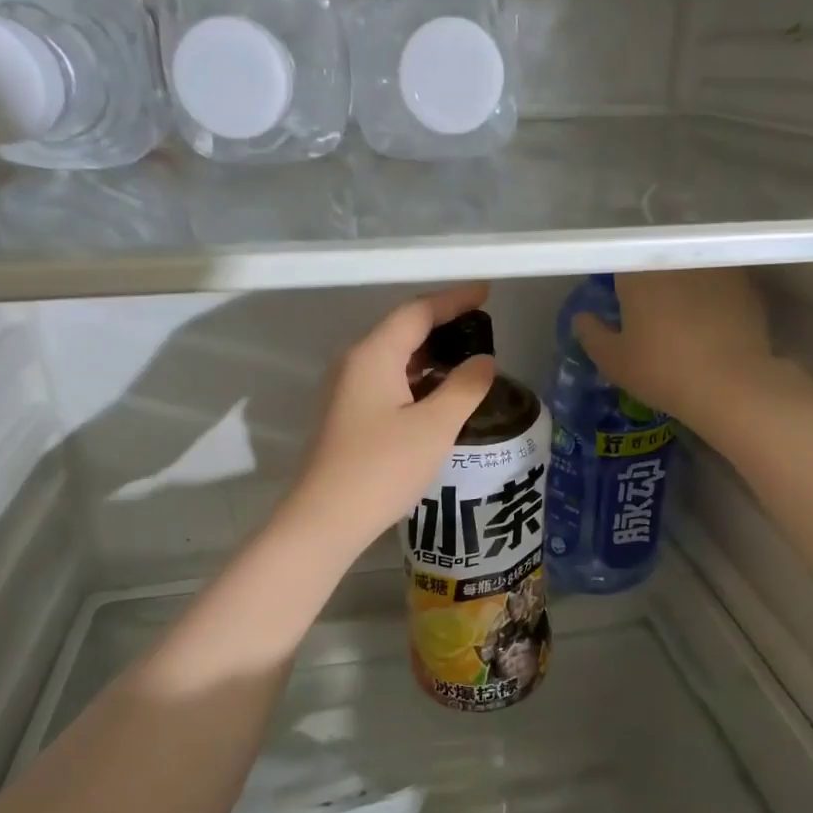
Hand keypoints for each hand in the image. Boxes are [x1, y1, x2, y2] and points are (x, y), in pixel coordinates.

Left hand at [288, 283, 496, 559]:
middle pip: (402, 331)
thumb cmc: (383, 467)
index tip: (486, 292)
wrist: (326, 519)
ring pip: (393, 360)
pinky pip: (385, 383)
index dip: (454, 299)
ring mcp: (345, 391)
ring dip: (430, 357)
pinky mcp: (345, 416)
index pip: (417, 311)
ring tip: (467, 363)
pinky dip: (415, 381)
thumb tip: (483, 361)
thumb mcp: (435, 426)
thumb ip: (465, 387)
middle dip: (443, 326)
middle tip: (481, 330)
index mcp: (373, 355)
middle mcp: (353, 364)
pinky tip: (438, 398)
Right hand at [572, 269, 784, 421]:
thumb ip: (591, 334)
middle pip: (657, 262)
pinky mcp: (745, 283)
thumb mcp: (614, 361)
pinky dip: (712, 296)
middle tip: (650, 313)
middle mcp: (676, 259)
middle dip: (652, 281)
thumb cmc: (662, 371)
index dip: (619, 281)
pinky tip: (712, 322)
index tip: (621, 303)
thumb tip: (582, 318)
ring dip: (683, 285)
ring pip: (689, 270)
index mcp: (638, 272)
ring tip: (683, 317)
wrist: (731, 384)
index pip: (620, 261)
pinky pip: (719, 282)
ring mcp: (714, 267)